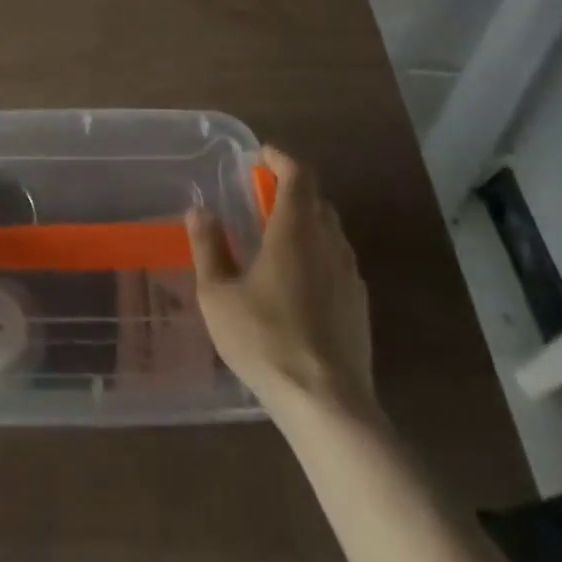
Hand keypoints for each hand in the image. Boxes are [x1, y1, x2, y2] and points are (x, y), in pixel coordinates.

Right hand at [186, 145, 374, 414]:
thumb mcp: (219, 295)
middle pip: (317, 199)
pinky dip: (320, 255)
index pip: (298, 173)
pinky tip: (301, 283)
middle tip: (263, 196)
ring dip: (307, 222)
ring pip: (331, 231)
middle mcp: (329, 241)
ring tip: (279, 238)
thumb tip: (200, 210)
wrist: (328, 406)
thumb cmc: (266, 340)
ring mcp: (350, 274)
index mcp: (296, 228)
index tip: (261, 156)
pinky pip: (339, 262)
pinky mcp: (361, 306)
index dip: (281, 158)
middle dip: (292, 189)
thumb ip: (208, 247)